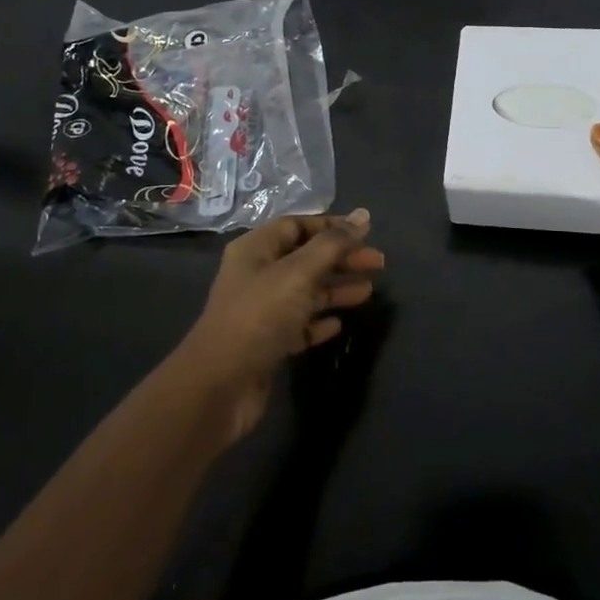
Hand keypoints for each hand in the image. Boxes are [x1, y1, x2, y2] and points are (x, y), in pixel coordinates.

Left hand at [172, 210, 382, 443]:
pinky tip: (338, 325)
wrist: (220, 385)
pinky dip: (319, 322)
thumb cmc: (259, 316)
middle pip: (306, 258)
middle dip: (341, 258)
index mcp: (256, 249)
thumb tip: (363, 215)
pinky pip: (299, 325)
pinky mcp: (267, 344)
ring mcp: (261, 311)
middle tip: (379, 264)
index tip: (365, 232)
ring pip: (306, 292)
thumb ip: (333, 244)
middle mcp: (257, 275)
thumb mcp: (299, 272)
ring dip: (336, 289)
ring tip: (368, 292)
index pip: (297, 225)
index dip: (331, 226)